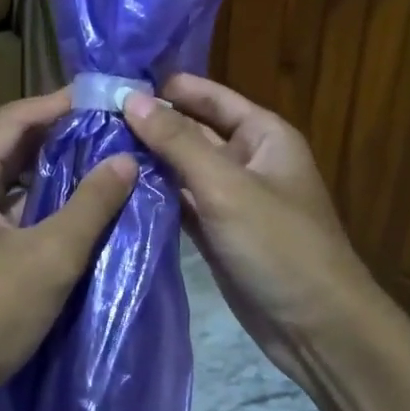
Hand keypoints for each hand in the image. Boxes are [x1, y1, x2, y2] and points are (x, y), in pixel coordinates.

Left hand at [0, 89, 136, 410]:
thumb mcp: (49, 258)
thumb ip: (91, 204)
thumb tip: (126, 159)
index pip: (14, 117)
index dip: (60, 104)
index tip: (105, 100)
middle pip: (8, 143)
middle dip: (59, 134)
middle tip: (110, 130)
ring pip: (5, 177)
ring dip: (49, 168)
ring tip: (99, 162)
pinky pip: (1, 206)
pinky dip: (35, 200)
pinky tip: (70, 210)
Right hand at [123, 74, 383, 389]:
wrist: (317, 328)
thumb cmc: (279, 244)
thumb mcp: (226, 186)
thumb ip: (178, 141)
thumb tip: (132, 98)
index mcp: (263, 135)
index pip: (211, 97)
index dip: (169, 87)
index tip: (117, 82)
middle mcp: (247, 160)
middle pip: (193, 131)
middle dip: (151, 124)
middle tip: (92, 117)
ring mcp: (231, 198)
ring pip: (183, 168)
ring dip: (147, 160)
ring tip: (94, 147)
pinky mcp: (217, 232)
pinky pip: (181, 203)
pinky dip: (154, 196)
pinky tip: (116, 188)